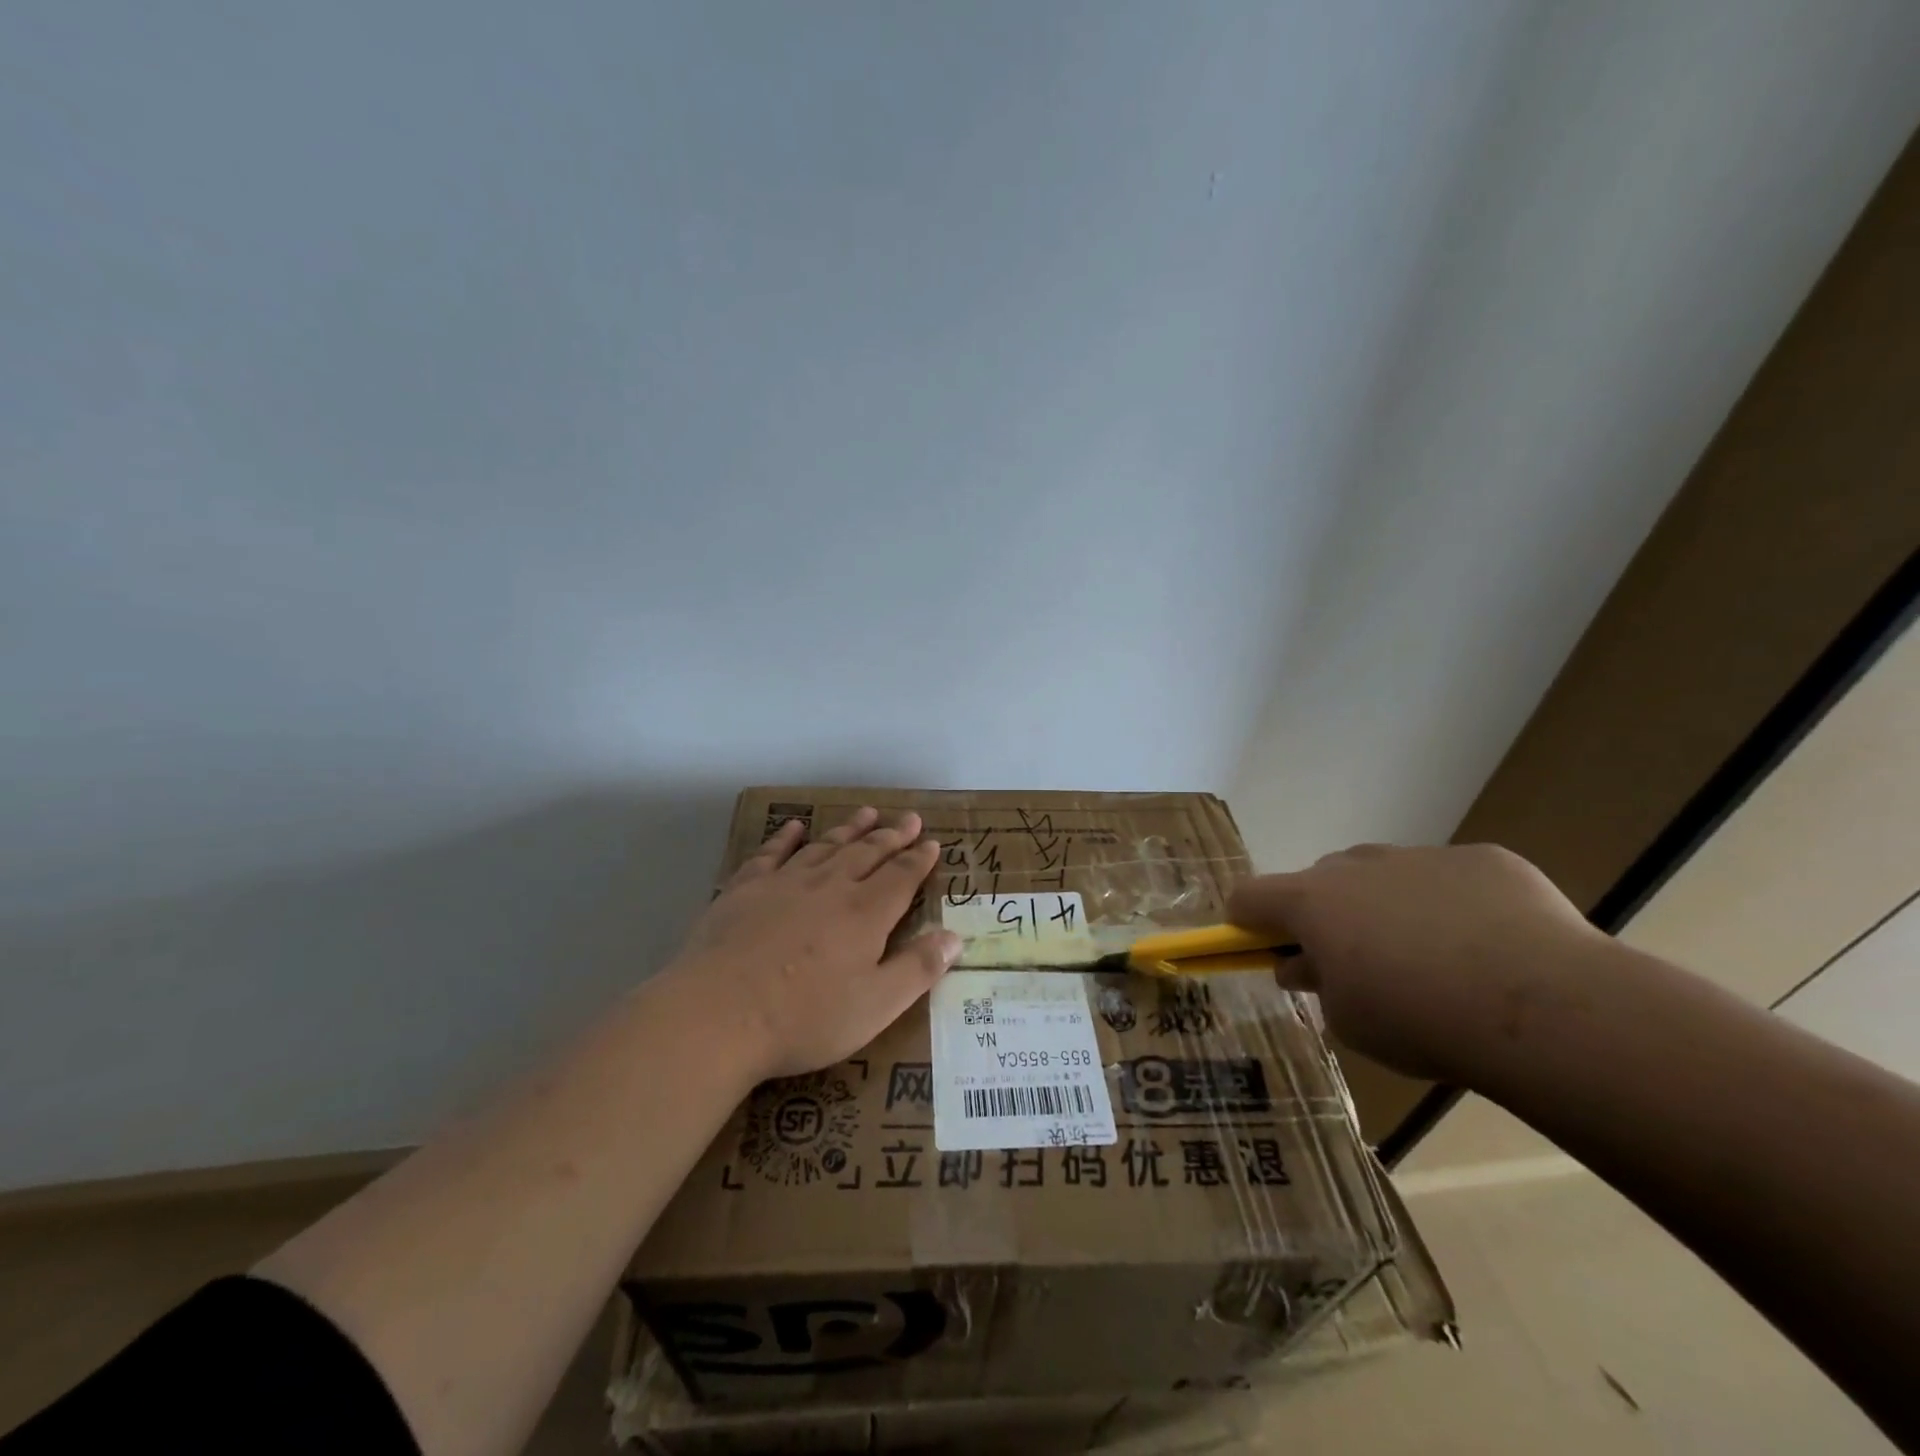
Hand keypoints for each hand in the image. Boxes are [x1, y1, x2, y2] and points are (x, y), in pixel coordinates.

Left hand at [663, 807, 960, 1079]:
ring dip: (849, 829)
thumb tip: (955, 937)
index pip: (901, 877)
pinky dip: (786, 837)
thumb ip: (918, 969)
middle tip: (908, 819)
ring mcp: (785, 883)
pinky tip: (795, 826)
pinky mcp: (745, 889)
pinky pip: (772, 853)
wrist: (718, 1014)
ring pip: (826, 846)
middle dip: (891, 836)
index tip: (933, 843)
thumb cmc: (804, 1018)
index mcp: (865, 914)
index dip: (919, 859)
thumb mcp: (876, 1006)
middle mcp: (829, 887)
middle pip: (867, 853)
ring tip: (866, 813)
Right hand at [1228, 843, 1605, 1082]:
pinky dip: (1454, 906)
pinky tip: (1493, 949)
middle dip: (1329, 915)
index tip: (1261, 946)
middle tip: (1358, 963)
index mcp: (1313, 902)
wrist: (1541, 1006)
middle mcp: (1357, 866)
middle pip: (1322, 881)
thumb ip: (1318, 984)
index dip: (1247, 920)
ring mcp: (1421, 856)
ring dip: (1388, 906)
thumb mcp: (1349, 1021)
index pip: (1249, 896)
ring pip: (1386, 875)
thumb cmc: (1420, 1019)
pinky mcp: (1483, 860)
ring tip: (1434, 959)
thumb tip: (1305, 965)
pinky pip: (1451, 879)